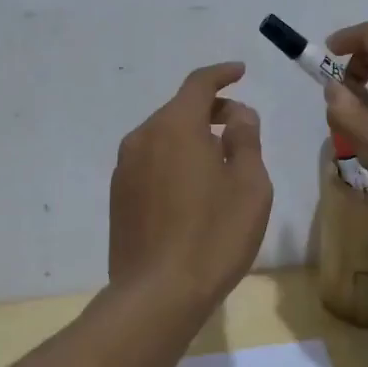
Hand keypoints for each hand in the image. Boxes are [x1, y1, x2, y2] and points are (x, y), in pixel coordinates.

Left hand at [109, 62, 272, 310]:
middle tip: (241, 126)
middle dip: (211, 110)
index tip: (240, 72)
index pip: (198, 84)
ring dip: (192, 137)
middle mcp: (143, 138)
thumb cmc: (213, 235)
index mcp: (175, 127)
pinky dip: (174, 160)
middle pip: (179, 109)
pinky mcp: (119, 197)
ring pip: (163, 137)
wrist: (157, 294)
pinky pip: (151, 162)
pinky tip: (193, 189)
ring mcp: (125, 169)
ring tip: (220, 161)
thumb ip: (245, 140)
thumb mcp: (249, 185)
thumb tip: (238, 115)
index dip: (221, 74)